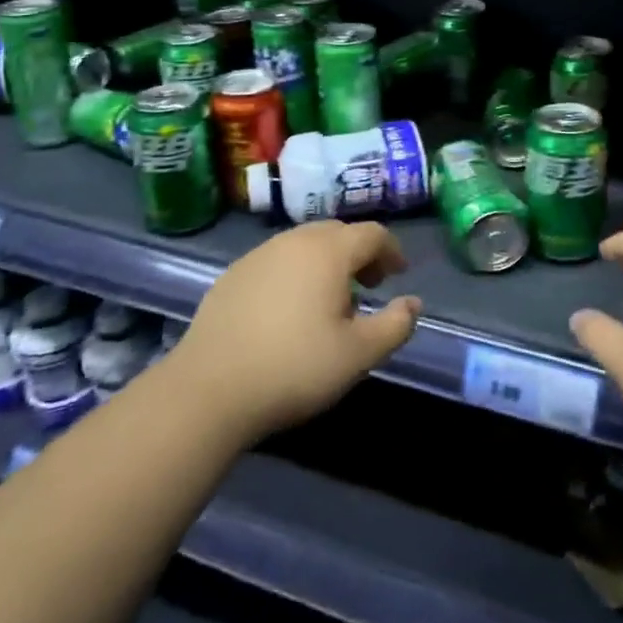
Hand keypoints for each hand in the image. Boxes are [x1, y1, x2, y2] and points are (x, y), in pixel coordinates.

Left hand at [170, 221, 421, 444]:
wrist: (209, 389)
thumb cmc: (295, 368)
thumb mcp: (358, 355)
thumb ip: (395, 325)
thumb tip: (413, 303)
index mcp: (329, 251)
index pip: (372, 234)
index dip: (391, 251)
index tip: (398, 275)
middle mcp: (294, 241)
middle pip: (337, 233)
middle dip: (359, 254)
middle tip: (369, 286)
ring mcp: (259, 255)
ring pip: (304, 244)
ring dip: (326, 262)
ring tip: (330, 301)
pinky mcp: (232, 274)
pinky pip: (277, 261)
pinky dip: (295, 272)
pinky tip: (289, 310)